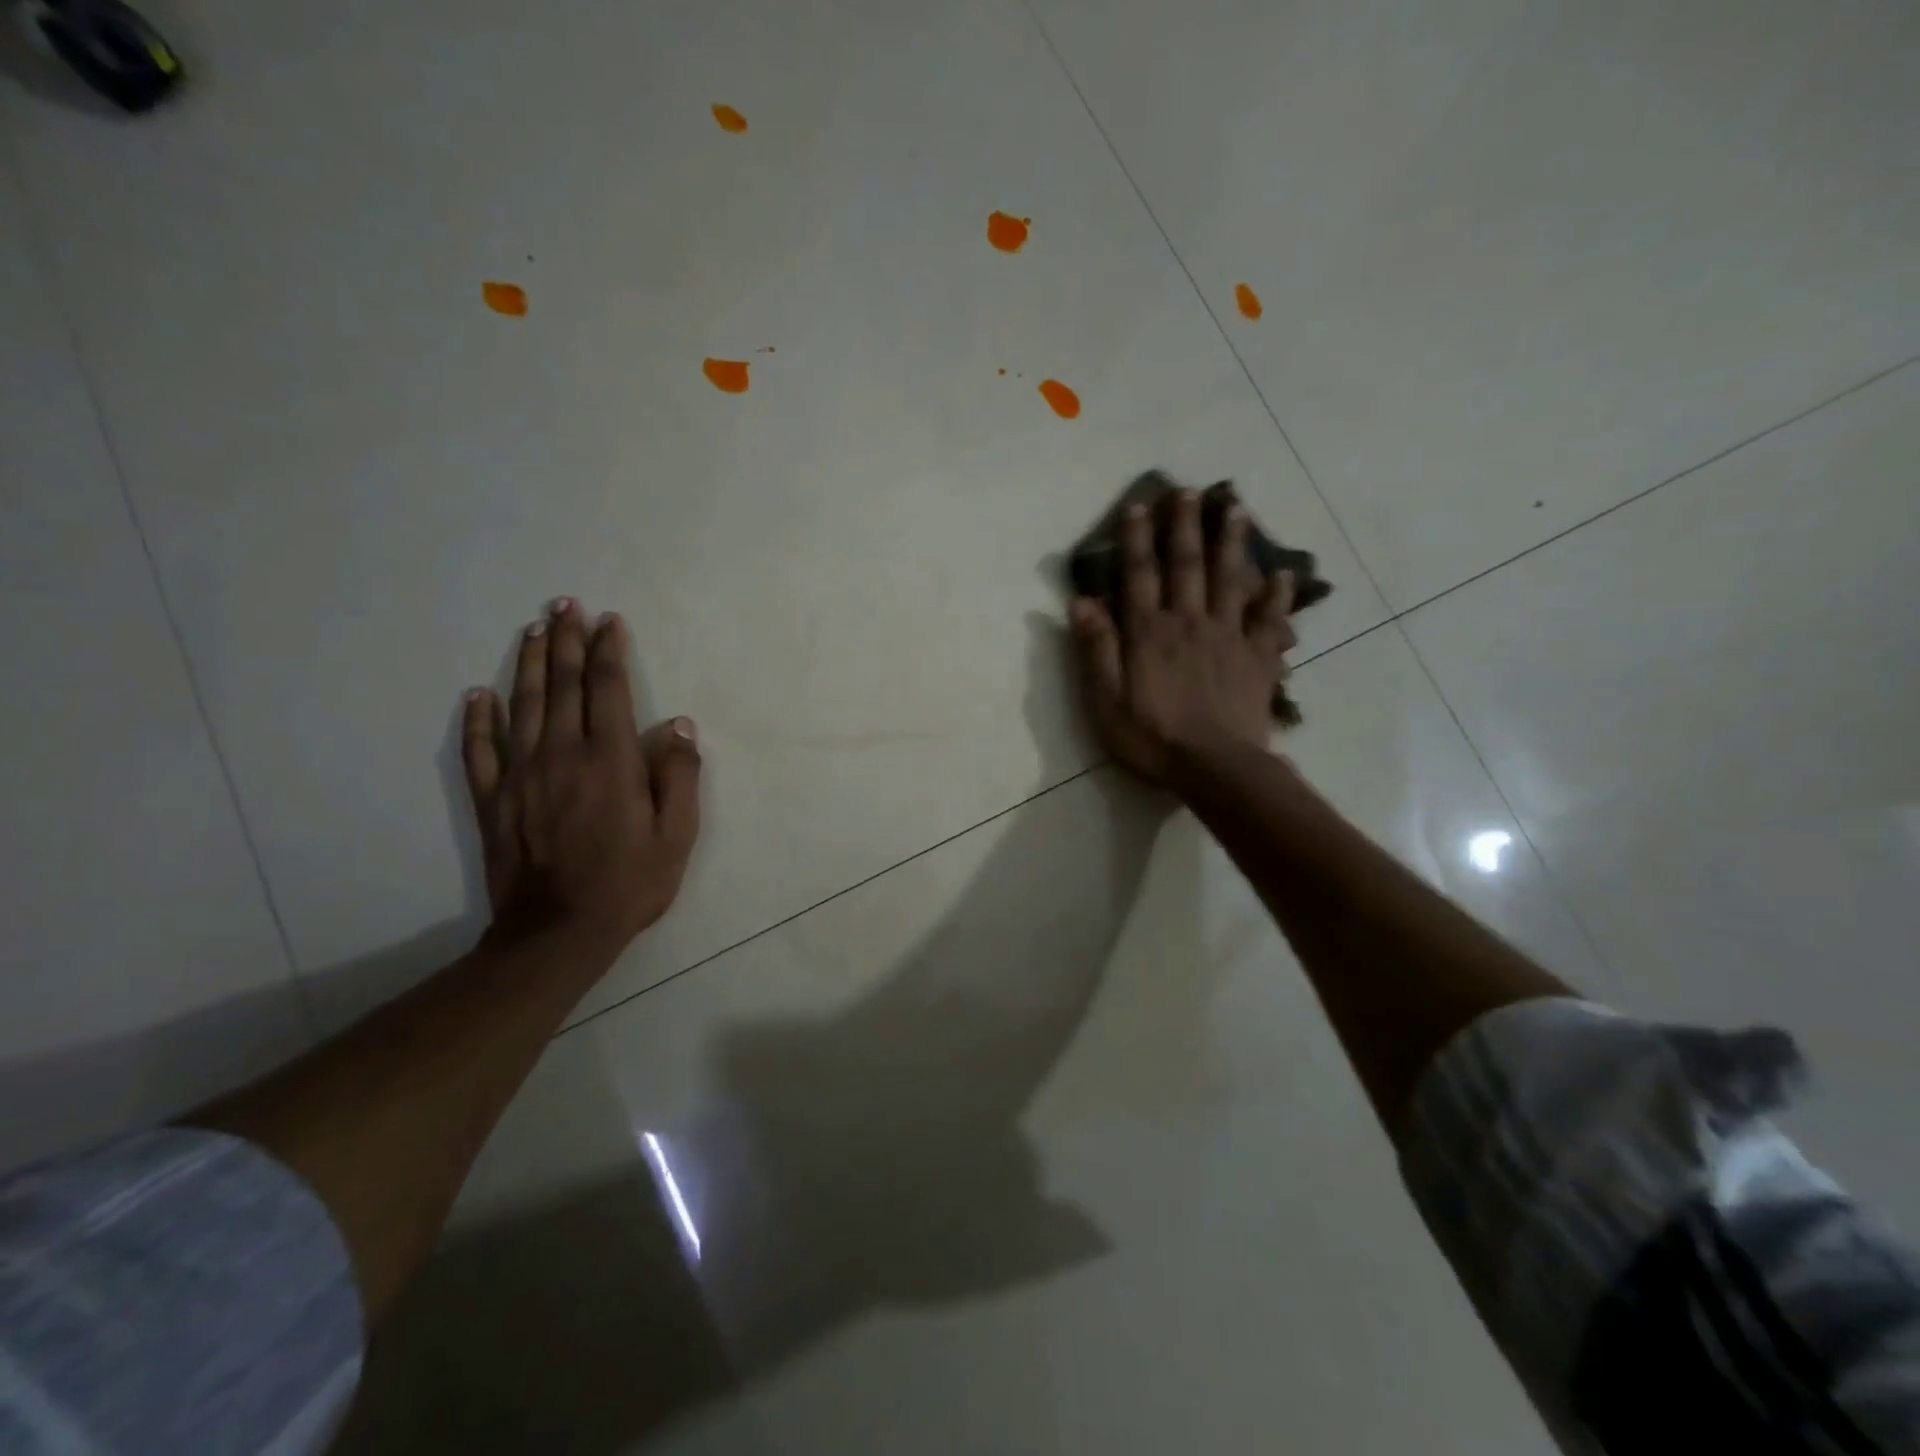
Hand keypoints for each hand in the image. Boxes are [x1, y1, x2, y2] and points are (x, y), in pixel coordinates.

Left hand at [461, 597, 701, 946]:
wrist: (558, 933)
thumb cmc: (630, 883)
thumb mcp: (677, 835)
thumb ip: (680, 776)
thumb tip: (679, 725)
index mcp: (611, 760)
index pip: (607, 689)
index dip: (609, 651)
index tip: (610, 621)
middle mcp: (562, 755)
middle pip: (562, 685)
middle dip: (566, 641)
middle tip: (565, 605)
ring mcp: (521, 776)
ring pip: (522, 705)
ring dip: (528, 663)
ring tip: (533, 629)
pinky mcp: (495, 800)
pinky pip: (480, 750)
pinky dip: (478, 719)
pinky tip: (478, 694)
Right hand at [1069, 489, 1295, 786]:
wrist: (1215, 768)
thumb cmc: (1152, 737)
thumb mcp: (1106, 700)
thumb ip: (1096, 649)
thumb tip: (1081, 601)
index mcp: (1149, 633)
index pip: (1140, 575)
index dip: (1137, 539)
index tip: (1139, 505)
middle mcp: (1189, 622)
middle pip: (1187, 565)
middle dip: (1186, 526)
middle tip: (1190, 490)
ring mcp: (1228, 637)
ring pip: (1231, 580)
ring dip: (1232, 543)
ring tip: (1236, 509)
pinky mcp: (1258, 658)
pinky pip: (1270, 620)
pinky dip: (1278, 596)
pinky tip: (1284, 575)